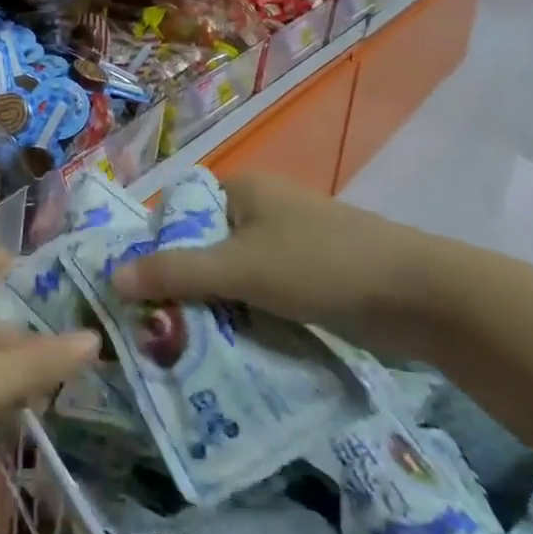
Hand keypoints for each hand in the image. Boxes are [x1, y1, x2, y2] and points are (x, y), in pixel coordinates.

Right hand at [113, 174, 441, 348]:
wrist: (420, 295)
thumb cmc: (320, 265)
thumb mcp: (239, 269)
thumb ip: (175, 272)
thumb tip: (113, 278)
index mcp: (242, 189)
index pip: (178, 212)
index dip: (152, 246)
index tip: (133, 289)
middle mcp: (261, 209)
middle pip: (203, 245)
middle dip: (180, 284)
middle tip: (152, 324)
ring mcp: (288, 243)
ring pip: (231, 273)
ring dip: (212, 305)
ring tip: (181, 342)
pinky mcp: (310, 276)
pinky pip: (259, 292)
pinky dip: (243, 314)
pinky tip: (227, 344)